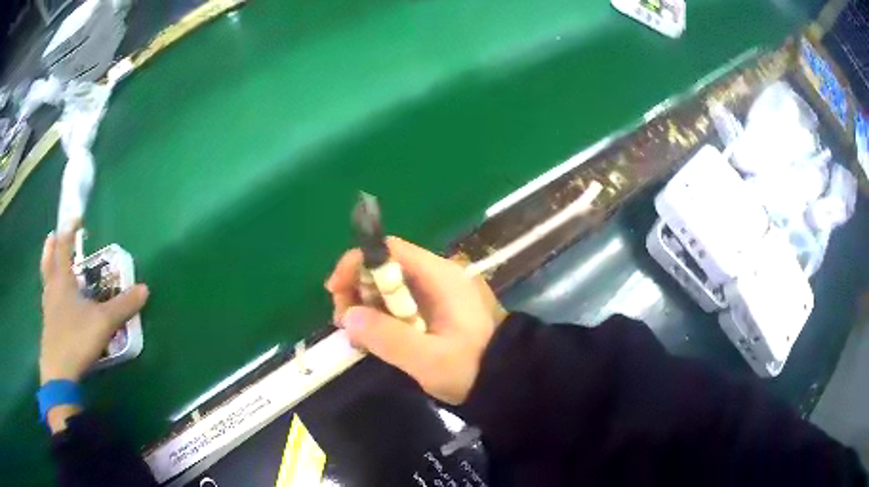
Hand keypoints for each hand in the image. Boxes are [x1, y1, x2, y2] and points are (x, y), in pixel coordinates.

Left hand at [39, 222, 148, 384]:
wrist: (59, 372)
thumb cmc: (77, 338)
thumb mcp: (104, 322)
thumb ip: (123, 306)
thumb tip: (145, 289)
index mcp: (62, 280)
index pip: (64, 247)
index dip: (69, 230)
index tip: (76, 218)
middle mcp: (52, 290)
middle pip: (48, 261)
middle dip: (51, 247)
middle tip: (53, 236)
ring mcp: (48, 309)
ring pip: (46, 282)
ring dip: (49, 269)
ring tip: (53, 266)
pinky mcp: (48, 328)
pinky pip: (48, 302)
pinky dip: (51, 293)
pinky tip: (57, 304)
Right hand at [326, 237, 506, 404]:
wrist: (512, 381)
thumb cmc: (474, 367)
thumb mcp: (429, 359)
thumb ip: (387, 337)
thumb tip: (348, 316)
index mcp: (441, 276)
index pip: (390, 249)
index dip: (357, 263)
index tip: (335, 291)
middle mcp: (440, 276)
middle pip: (387, 267)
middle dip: (358, 289)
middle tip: (343, 322)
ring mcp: (441, 294)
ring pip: (392, 287)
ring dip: (368, 306)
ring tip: (357, 335)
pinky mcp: (440, 311)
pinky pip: (403, 305)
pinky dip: (384, 317)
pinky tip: (376, 338)